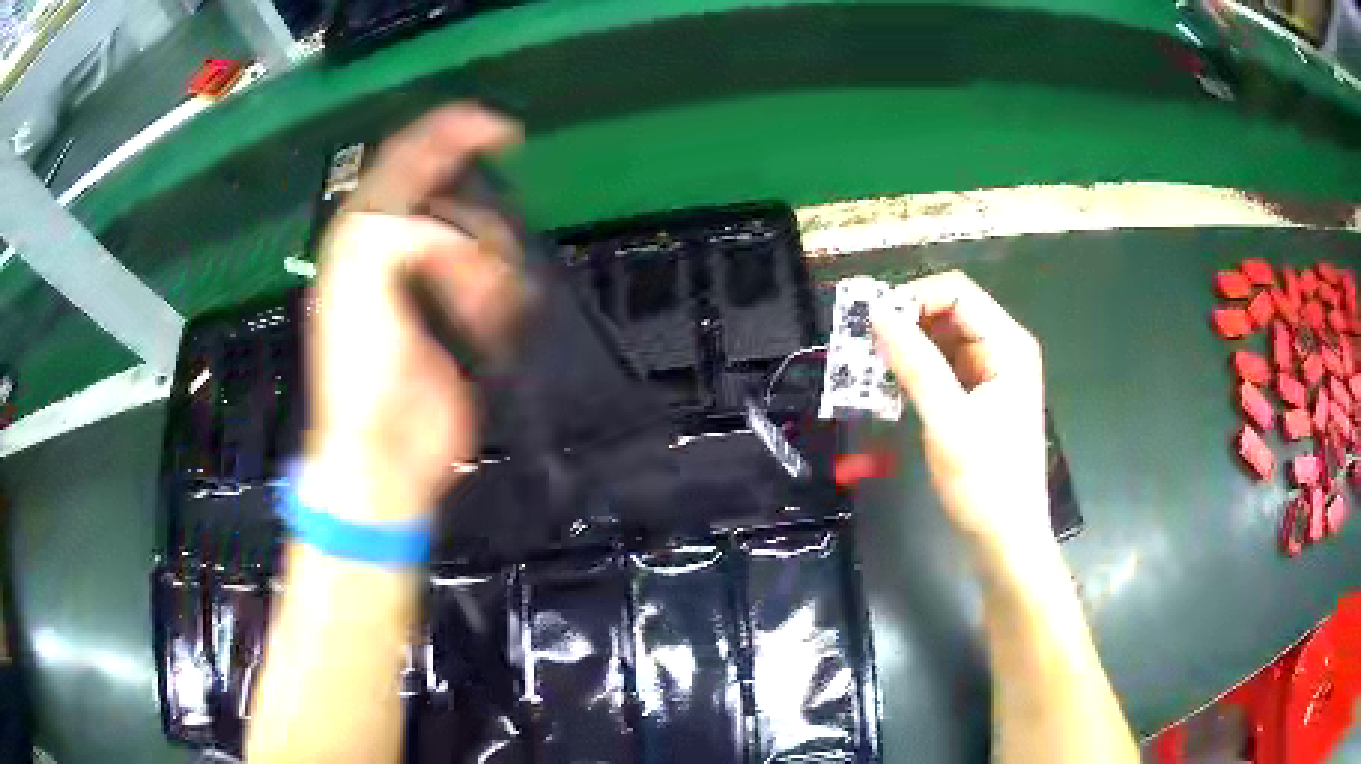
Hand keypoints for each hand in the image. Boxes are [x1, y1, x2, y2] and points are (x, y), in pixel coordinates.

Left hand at [306, 105, 523, 520]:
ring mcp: (428, 282)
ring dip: (491, 270)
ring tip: (482, 311)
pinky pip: (495, 279)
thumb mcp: (361, 293)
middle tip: (486, 263)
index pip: (404, 163)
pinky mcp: (457, 313)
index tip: (499, 130)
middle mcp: (393, 249)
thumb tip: (445, 230)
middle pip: (452, 201)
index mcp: (362, 237)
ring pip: (481, 240)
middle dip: (477, 226)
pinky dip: (503, 295)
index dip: (448, 135)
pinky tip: (493, 323)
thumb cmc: (363, 376)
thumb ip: (396, 236)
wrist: (385, 451)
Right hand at [872, 271, 1050, 553]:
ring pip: (939, 339)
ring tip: (866, 369)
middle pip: (947, 311)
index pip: (956, 293)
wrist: (1006, 538)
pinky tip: (888, 389)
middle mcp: (1001, 348)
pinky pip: (940, 366)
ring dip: (904, 348)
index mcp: (1006, 345)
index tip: (871, 325)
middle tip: (860, 348)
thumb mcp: (948, 422)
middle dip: (904, 323)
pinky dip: (913, 371)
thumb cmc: (985, 483)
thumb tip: (877, 314)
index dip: (912, 299)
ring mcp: (990, 372)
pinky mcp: (977, 395)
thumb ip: (915, 364)